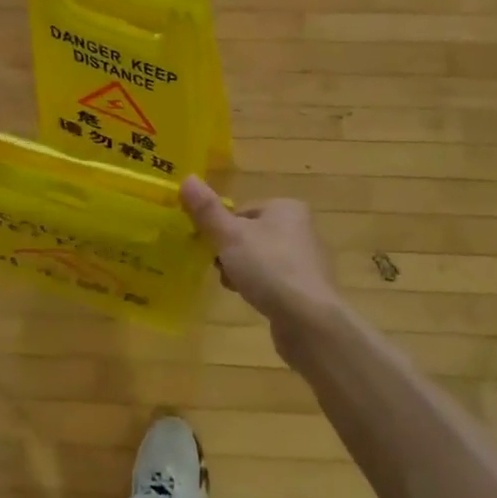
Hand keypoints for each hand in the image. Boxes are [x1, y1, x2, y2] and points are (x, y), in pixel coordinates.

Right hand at [179, 177, 341, 340]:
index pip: (243, 210)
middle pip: (251, 235)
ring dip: (242, 271)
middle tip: (222, 269)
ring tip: (235, 287)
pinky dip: (261, 288)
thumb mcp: (230, 236)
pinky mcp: (308, 288)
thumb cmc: (268, 268)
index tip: (212, 247)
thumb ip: (207, 210)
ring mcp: (307, 260)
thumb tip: (187, 178)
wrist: (309, 319)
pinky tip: (253, 301)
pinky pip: (274, 281)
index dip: (223, 229)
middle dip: (231, 253)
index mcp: (286, 207)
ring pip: (261, 259)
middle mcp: (302, 228)